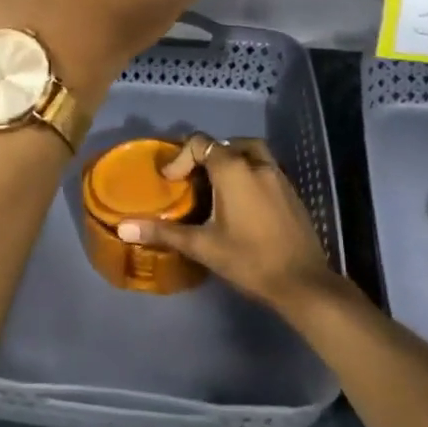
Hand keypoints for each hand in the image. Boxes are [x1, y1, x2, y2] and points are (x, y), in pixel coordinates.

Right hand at [117, 134, 342, 314]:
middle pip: (226, 143)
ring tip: (216, 184)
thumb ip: (163, 232)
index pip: (201, 143)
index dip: (180, 157)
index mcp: (234, 170)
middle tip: (192, 179)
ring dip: (231, 159)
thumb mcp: (202, 246)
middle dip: (206, 156)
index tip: (171, 181)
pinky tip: (242, 202)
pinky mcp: (292, 192)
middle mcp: (257, 164)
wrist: (303, 283)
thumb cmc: (249, 260)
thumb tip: (124, 227)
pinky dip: (249, 173)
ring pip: (250, 152)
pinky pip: (265, 168)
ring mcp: (279, 176)